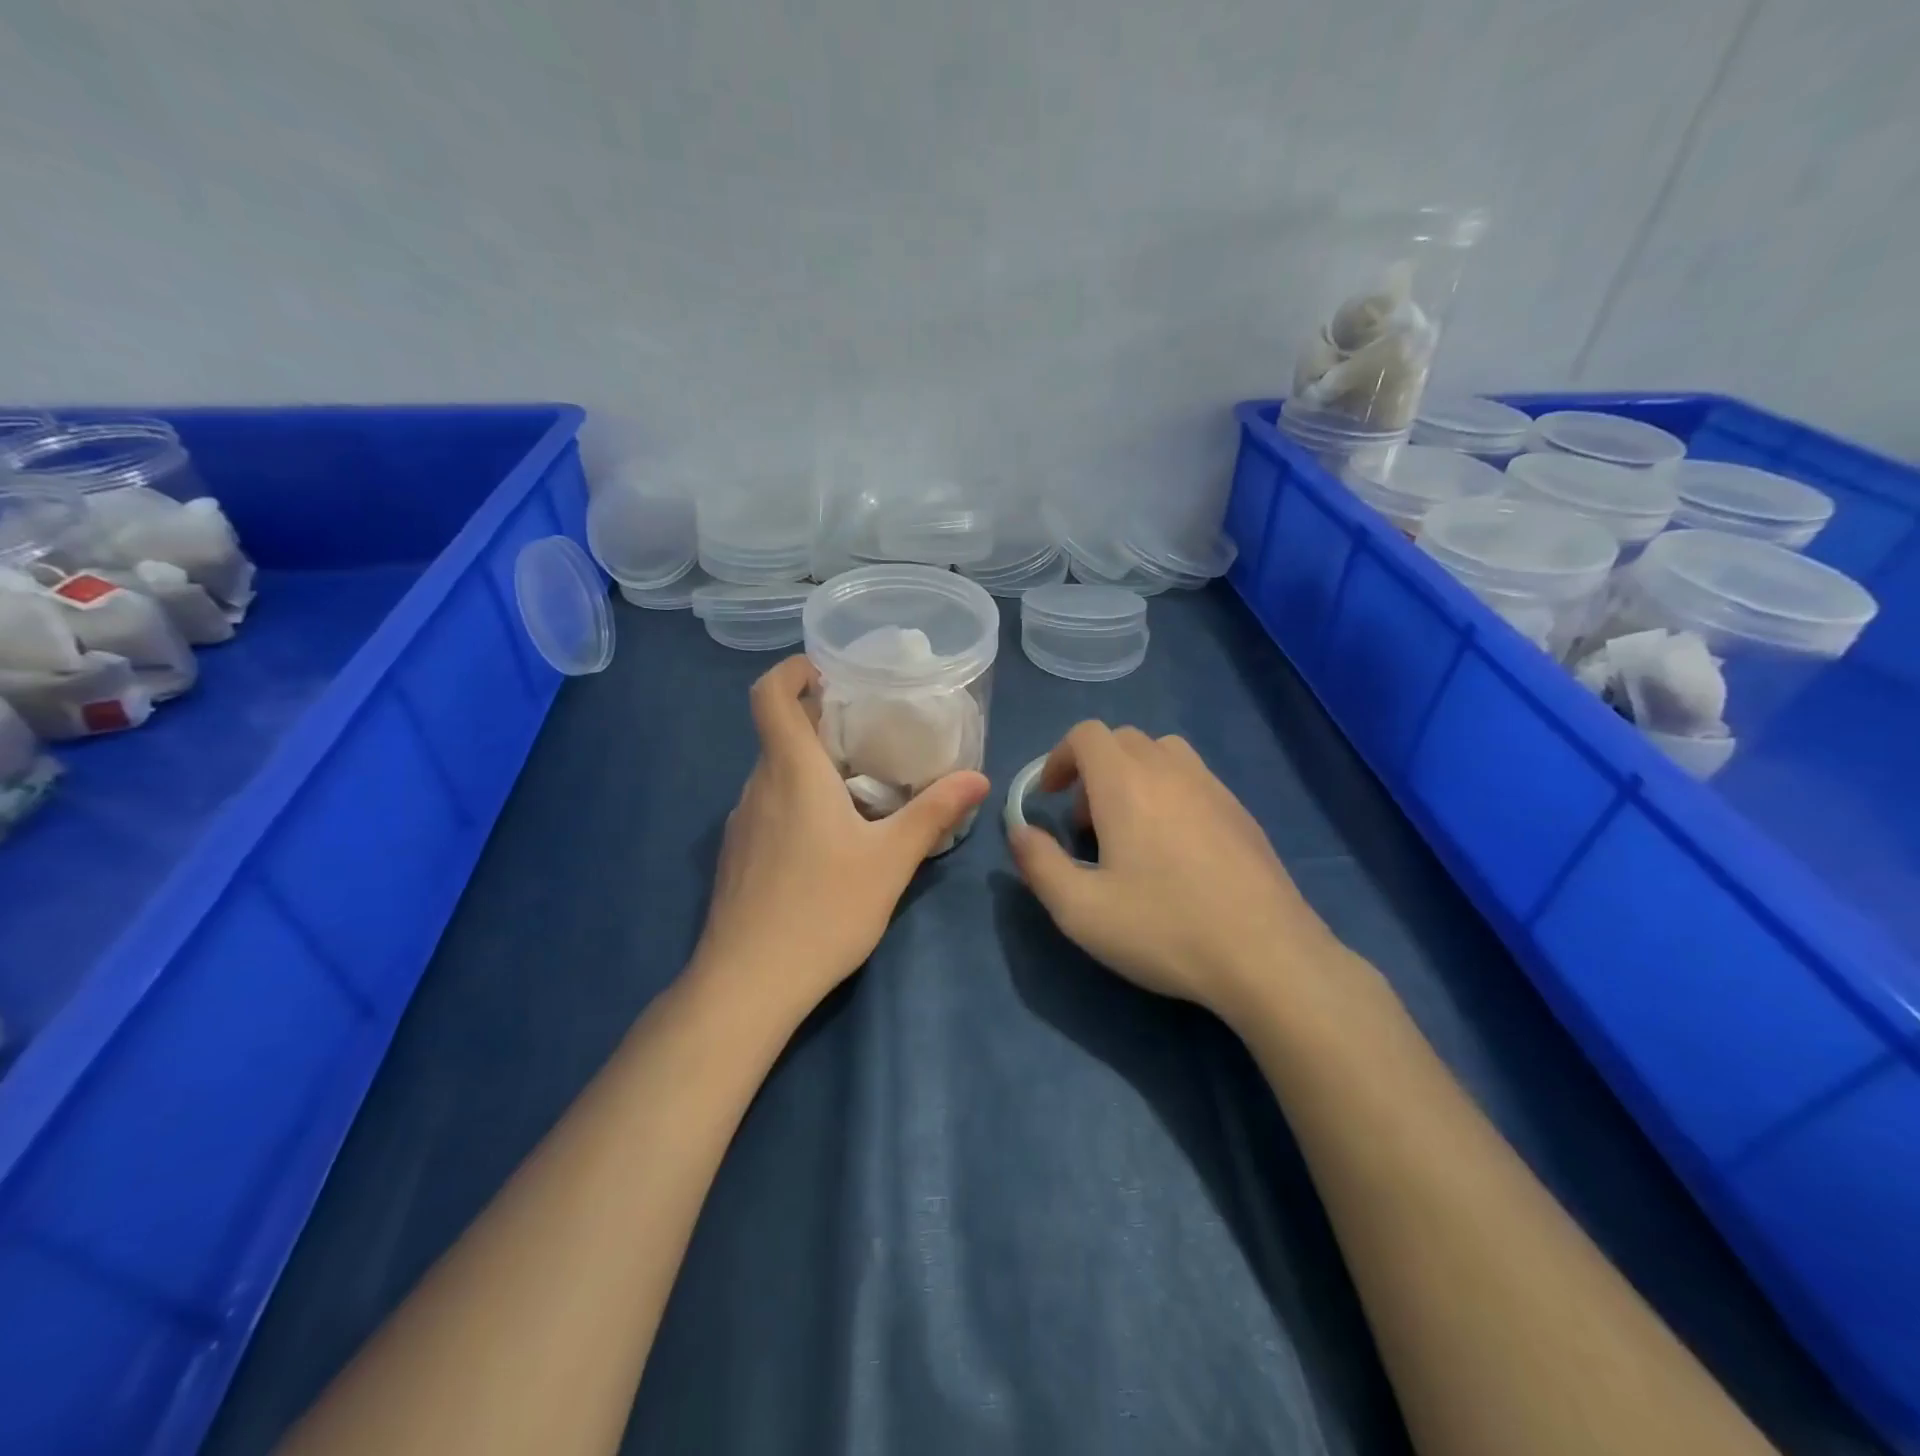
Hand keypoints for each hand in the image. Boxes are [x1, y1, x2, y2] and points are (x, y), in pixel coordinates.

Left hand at [693, 656, 989, 1016]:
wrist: (747, 983)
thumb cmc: (823, 909)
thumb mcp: (891, 860)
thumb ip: (934, 812)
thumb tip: (977, 778)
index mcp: (791, 772)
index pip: (769, 696)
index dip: (791, 671)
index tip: (826, 671)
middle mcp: (757, 787)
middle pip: (779, 734)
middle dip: (820, 723)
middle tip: (870, 733)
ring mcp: (740, 824)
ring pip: (775, 774)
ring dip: (811, 767)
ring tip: (859, 788)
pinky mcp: (737, 857)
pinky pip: (768, 808)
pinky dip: (797, 801)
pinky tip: (829, 841)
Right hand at [1008, 722, 1339, 1020]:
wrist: (1267, 956)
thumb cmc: (1164, 928)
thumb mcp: (1080, 910)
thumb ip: (1038, 864)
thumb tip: (1018, 831)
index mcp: (1126, 783)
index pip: (1086, 734)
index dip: (1058, 757)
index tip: (1048, 798)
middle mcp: (1171, 770)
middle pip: (1123, 739)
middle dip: (1092, 770)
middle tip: (1085, 823)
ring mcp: (1213, 787)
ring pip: (1162, 753)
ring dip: (1132, 776)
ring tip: (1129, 830)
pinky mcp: (1241, 812)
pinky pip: (1194, 779)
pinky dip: (1168, 792)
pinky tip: (1174, 850)